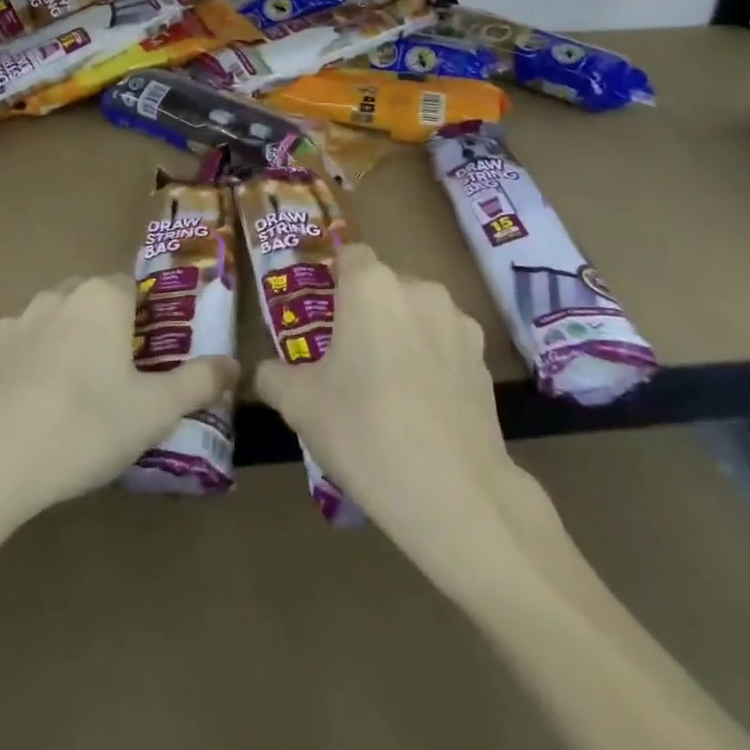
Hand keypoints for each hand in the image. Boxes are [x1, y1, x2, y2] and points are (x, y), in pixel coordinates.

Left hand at [0, 275, 239, 536]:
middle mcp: (60, 295)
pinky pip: (28, 343)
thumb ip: (199, 382)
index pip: (136, 288)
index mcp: (102, 298)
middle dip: (114, 328)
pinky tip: (42, 400)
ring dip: (75, 340)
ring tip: (84, 391)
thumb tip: (233, 365)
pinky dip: (40, 359)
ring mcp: (20, 320)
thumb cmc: (84, 428)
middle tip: (126, 377)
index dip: (150, 319)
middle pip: (98, 300)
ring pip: (61, 318)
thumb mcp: (154, 412)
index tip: (156, 358)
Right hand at [255, 245, 560, 590]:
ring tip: (390, 383)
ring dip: (403, 332)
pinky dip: (433, 360)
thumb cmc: (364, 431)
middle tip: (350, 355)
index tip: (324, 315)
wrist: (455, 494)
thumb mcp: (300, 406)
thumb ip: (274, 376)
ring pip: (418, 313)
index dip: (335, 279)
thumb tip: (265, 372)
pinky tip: (424, 405)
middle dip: (368, 310)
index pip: (350, 255)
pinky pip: (446, 344)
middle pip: (385, 284)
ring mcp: (458, 323)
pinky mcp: (484, 359)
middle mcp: (418, 289)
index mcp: (370, 286)